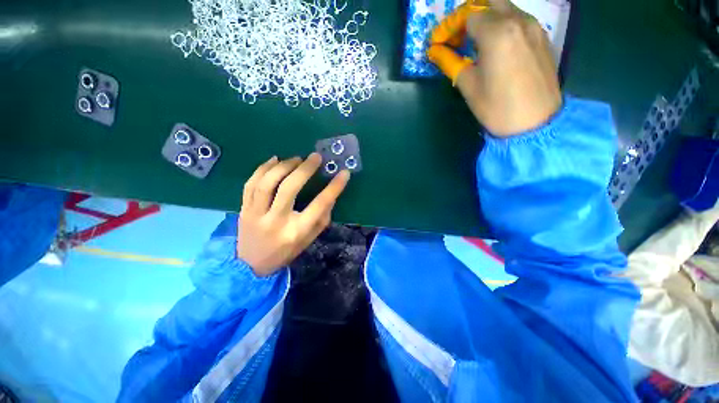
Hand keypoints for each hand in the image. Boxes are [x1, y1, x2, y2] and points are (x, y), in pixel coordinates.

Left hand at [238, 154, 349, 276]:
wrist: (251, 266)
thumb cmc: (285, 253)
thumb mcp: (309, 239)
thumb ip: (321, 218)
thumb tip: (331, 195)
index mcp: (297, 231)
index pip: (319, 205)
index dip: (334, 187)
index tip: (344, 173)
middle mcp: (276, 221)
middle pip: (289, 188)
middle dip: (305, 169)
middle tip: (315, 157)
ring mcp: (256, 214)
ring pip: (267, 183)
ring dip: (284, 166)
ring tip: (296, 159)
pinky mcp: (243, 209)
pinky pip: (250, 184)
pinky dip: (262, 168)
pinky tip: (274, 160)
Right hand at [427, 0, 561, 135]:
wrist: (535, 123)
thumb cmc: (496, 108)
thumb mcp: (468, 87)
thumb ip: (451, 63)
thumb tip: (435, 51)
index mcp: (497, 33)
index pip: (468, 15)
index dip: (451, 27)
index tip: (442, 43)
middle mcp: (518, 21)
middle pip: (489, 2)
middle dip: (470, 14)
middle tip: (459, 35)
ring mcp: (534, 27)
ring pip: (506, 8)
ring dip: (488, 18)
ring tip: (476, 42)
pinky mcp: (542, 37)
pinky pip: (519, 19)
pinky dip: (504, 25)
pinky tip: (498, 46)